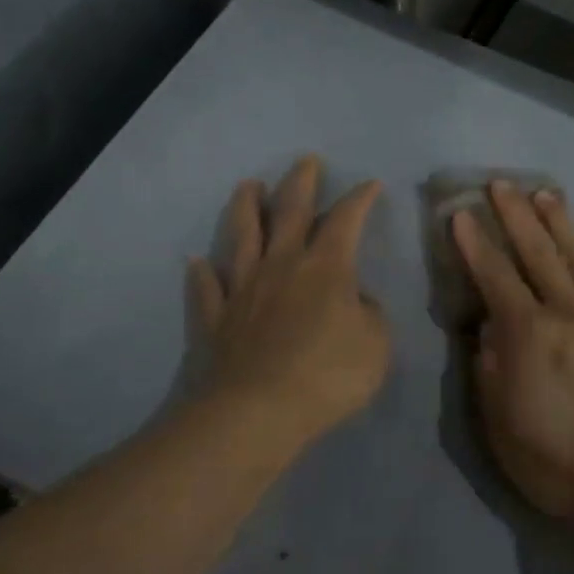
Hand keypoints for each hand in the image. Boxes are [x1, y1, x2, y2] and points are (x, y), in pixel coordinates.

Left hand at [189, 155, 389, 444]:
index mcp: (325, 268)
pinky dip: (201, 274)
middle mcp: (281, 265)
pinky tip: (196, 262)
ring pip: (242, 236)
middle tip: (306, 161)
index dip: (360, 199)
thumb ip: (370, 314)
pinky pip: (205, 289)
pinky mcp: (214, 318)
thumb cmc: (327, 376)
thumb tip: (354, 298)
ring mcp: (242, 289)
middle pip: (290, 212)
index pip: (346, 220)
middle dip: (300, 183)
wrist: (256, 412)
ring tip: (248, 185)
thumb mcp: (376, 345)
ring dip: (246, 207)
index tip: (370, 184)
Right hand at [451, 182, 573, 528]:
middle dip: (516, 215)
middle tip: (501, 182)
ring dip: (561, 222)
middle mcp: (568, 312)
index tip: (459, 214)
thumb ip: (489, 368)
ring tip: (546, 193)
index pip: (495, 277)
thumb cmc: (557, 460)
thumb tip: (487, 327)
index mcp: (529, 334)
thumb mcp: (501, 424)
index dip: (474, 244)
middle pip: (538, 252)